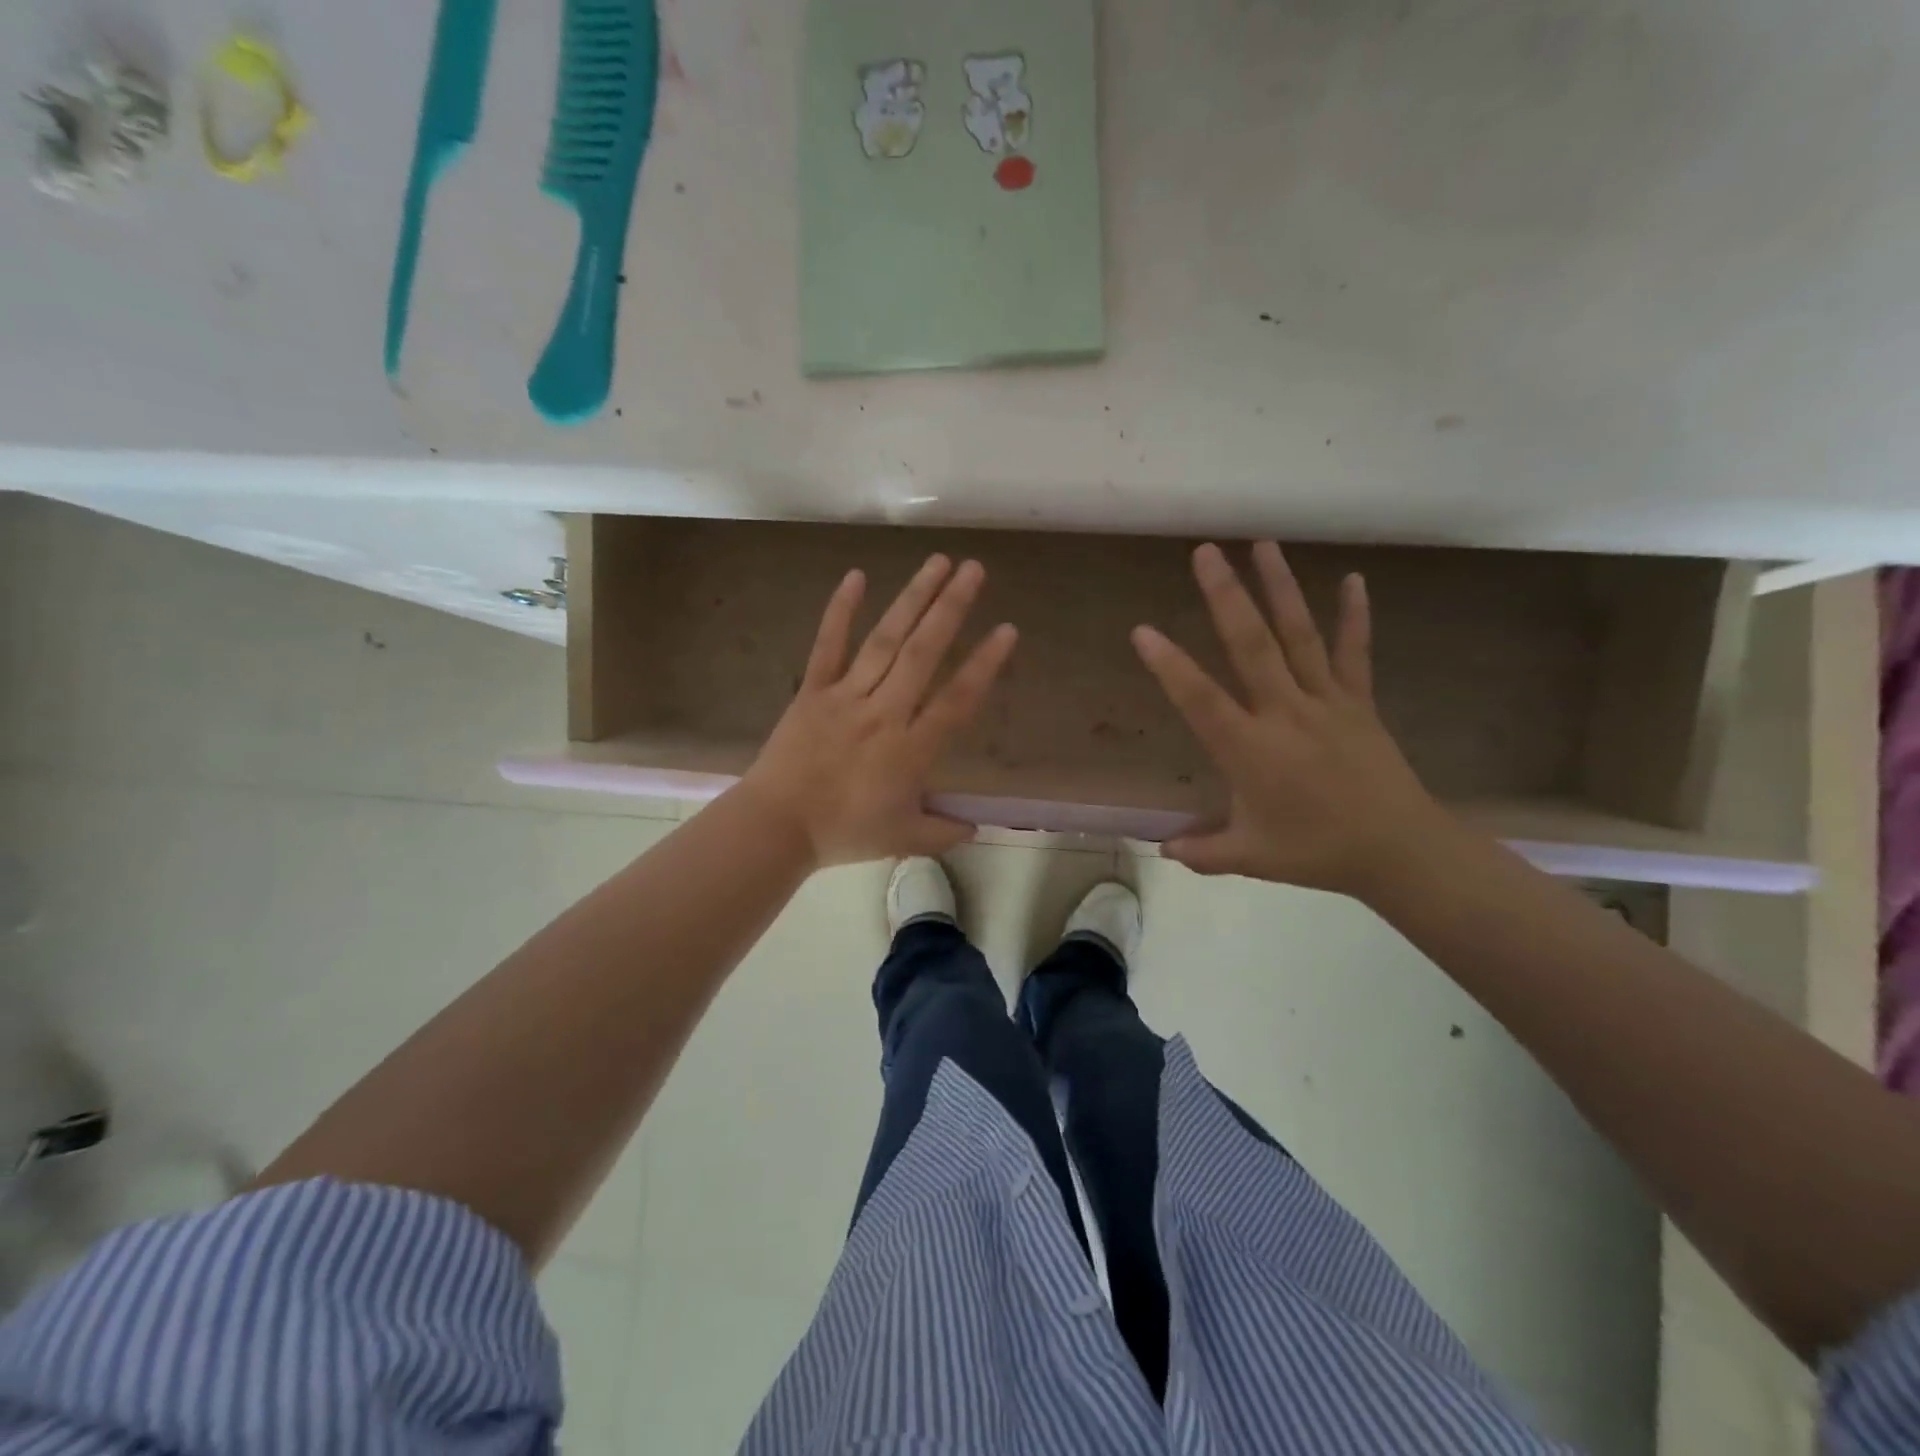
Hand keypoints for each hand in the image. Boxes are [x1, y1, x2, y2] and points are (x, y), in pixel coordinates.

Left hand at [742, 555, 1015, 868]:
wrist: (776, 827)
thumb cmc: (843, 832)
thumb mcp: (903, 839)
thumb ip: (943, 831)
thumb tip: (974, 828)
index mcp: (911, 750)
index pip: (956, 700)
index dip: (984, 664)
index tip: (1006, 629)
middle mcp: (884, 712)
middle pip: (923, 653)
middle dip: (951, 608)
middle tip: (974, 569)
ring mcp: (846, 696)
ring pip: (885, 640)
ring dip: (913, 599)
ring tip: (937, 562)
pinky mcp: (812, 690)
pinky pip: (828, 645)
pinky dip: (841, 610)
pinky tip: (856, 576)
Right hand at [1132, 542, 1448, 897]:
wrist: (1400, 850)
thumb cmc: (1316, 852)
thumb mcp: (1250, 856)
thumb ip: (1202, 852)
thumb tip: (1162, 849)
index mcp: (1250, 749)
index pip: (1200, 699)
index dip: (1169, 665)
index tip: (1142, 630)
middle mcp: (1285, 713)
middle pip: (1250, 645)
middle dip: (1226, 596)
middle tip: (1205, 553)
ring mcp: (1326, 702)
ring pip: (1298, 636)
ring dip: (1279, 588)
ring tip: (1262, 545)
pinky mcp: (1359, 702)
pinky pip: (1354, 652)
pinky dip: (1354, 615)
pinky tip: (1353, 578)